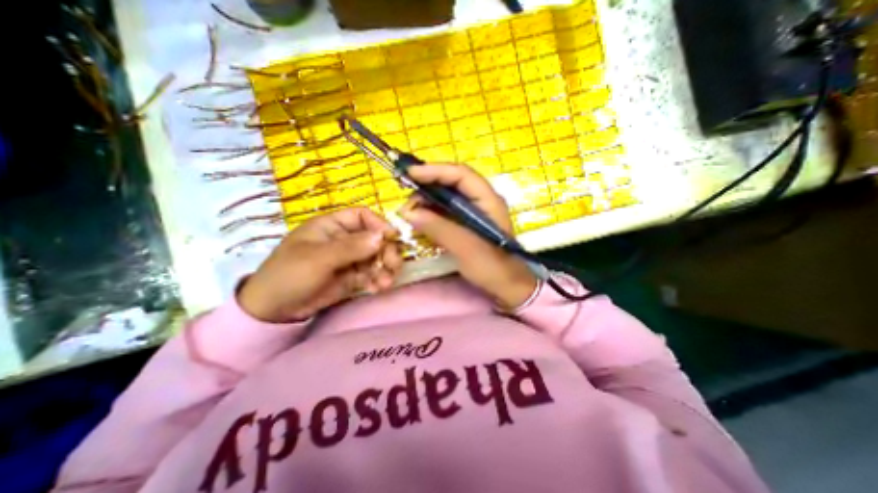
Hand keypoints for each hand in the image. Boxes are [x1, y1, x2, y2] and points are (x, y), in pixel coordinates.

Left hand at [239, 209, 403, 323]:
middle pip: (374, 238)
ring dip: (385, 268)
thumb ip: (351, 247)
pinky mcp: (352, 277)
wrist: (273, 311)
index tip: (393, 238)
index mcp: (332, 226)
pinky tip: (378, 288)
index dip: (379, 224)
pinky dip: (378, 280)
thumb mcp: (318, 258)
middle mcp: (344, 240)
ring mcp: (349, 259)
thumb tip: (382, 237)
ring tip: (386, 282)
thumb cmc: (289, 275)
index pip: (363, 216)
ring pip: (376, 258)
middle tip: (394, 266)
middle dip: (387, 251)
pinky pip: (371, 274)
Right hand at [400, 164, 537, 309]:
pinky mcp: (465, 225)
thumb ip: (438, 227)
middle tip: (407, 198)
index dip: (435, 171)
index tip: (410, 173)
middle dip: (427, 186)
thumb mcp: (465, 246)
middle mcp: (480, 201)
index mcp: (487, 199)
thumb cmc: (492, 266)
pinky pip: (445, 212)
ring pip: (446, 198)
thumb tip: (409, 212)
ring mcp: (472, 213)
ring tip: (410, 212)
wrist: (506, 286)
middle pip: (452, 183)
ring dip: (427, 201)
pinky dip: (431, 214)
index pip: (460, 174)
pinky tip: (419, 220)